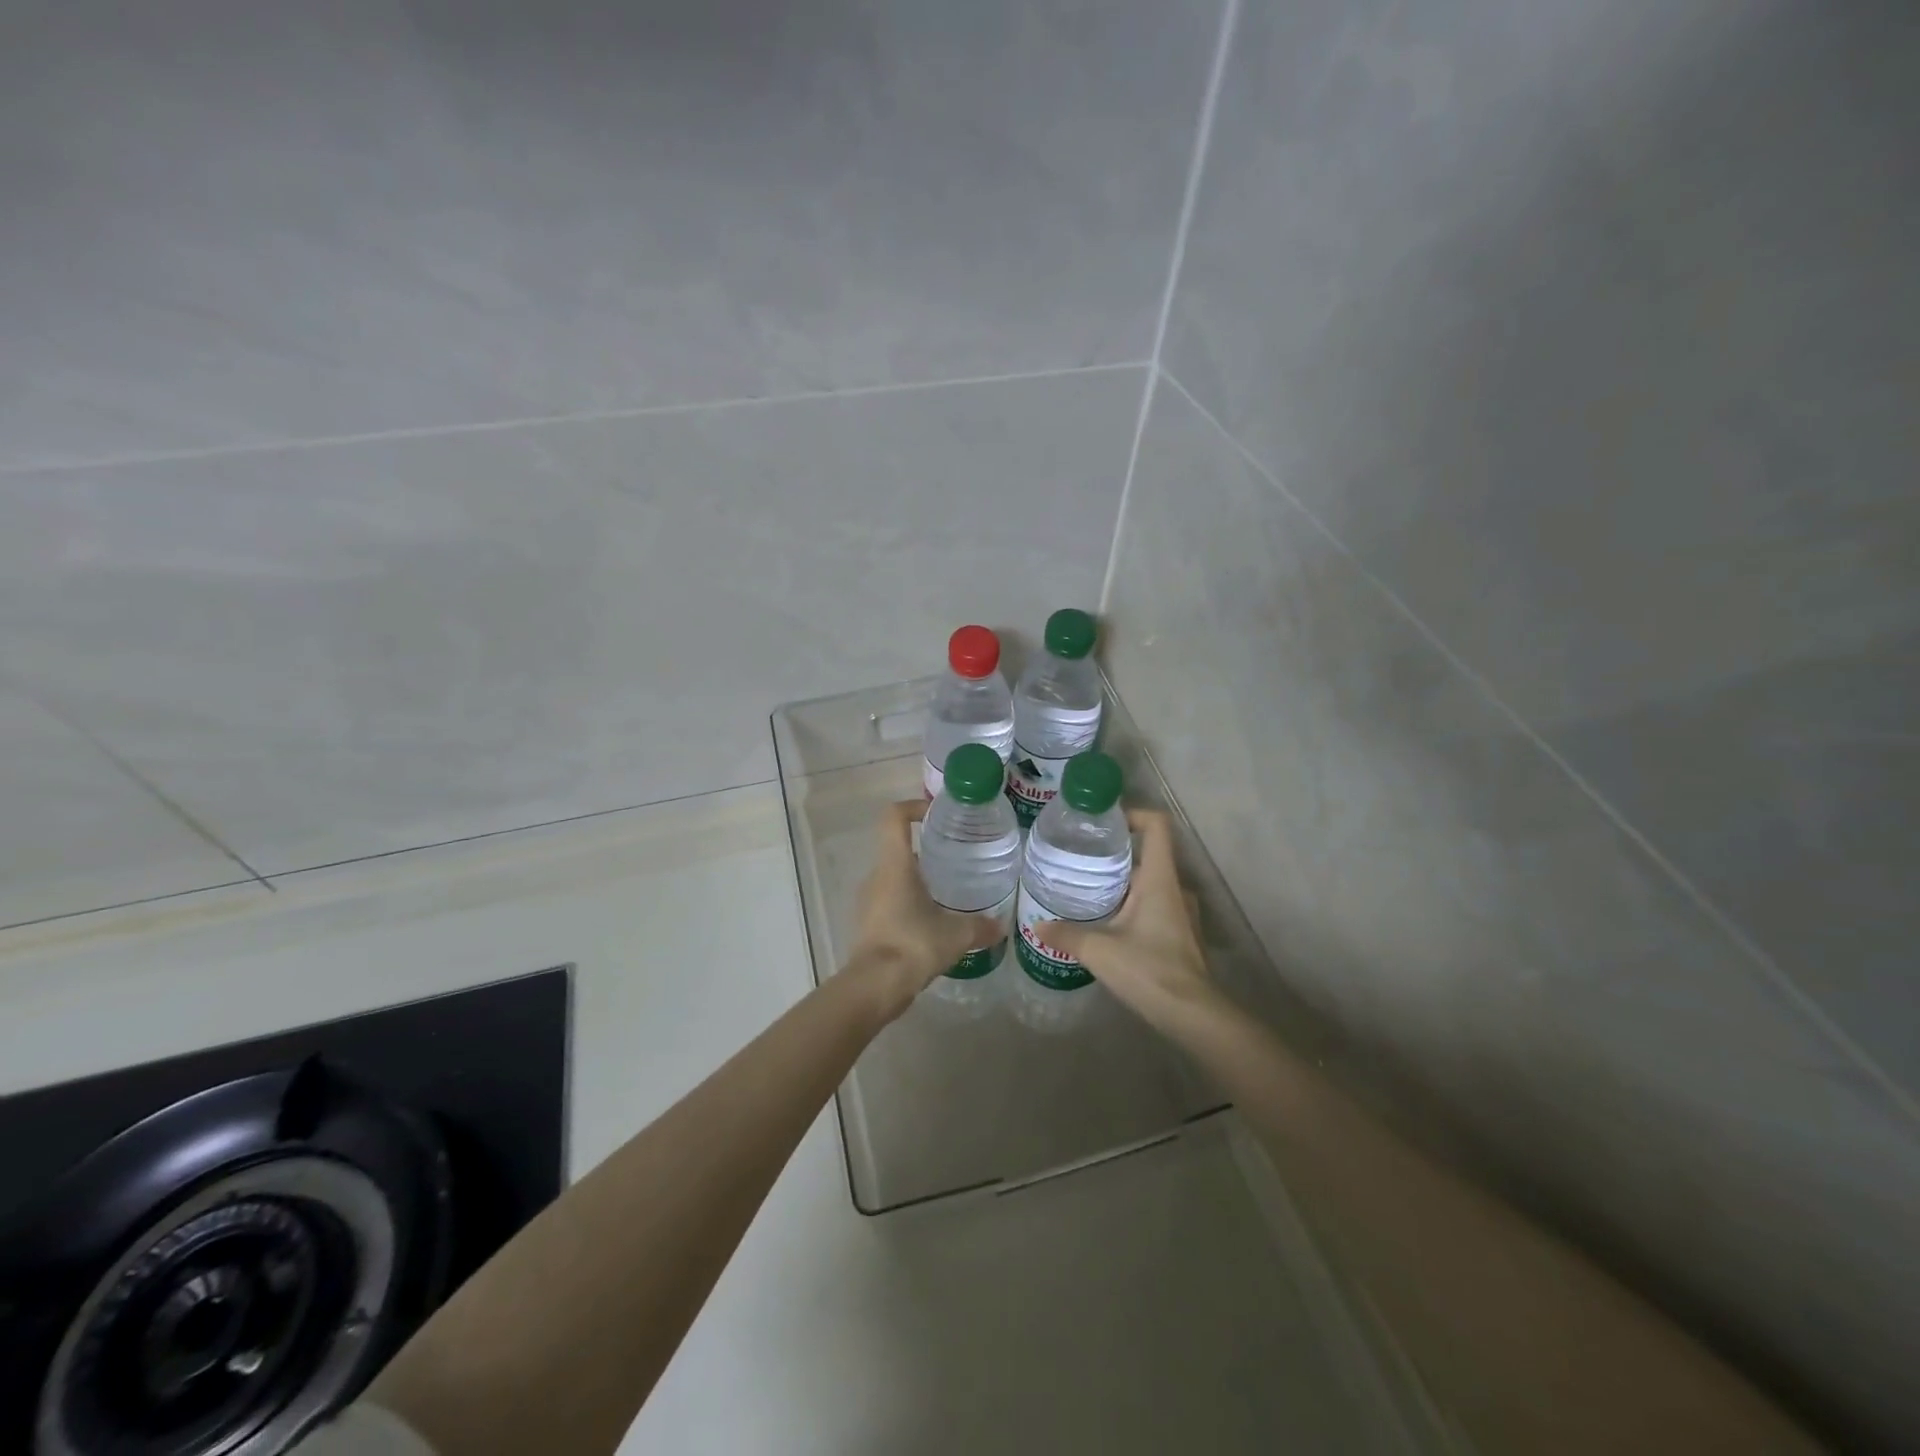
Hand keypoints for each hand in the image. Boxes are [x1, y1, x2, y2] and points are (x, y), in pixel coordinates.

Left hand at [846, 800, 1002, 1018]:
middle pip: (898, 847)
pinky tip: (933, 922)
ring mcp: (868, 901)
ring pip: (895, 877)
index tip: (938, 815)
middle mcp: (877, 876)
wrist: (874, 987)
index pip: (894, 817)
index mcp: (895, 865)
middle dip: (926, 849)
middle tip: (957, 857)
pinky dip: (910, 903)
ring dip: (918, 879)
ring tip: (949, 891)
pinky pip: (890, 901)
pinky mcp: (868, 924)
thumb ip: (981, 926)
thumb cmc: (914, 945)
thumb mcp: (956, 934)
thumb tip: (1001, 926)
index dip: (914, 807)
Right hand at [1039, 809, 1217, 1031]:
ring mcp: (1181, 913)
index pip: (1157, 826)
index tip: (1103, 822)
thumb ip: (1066, 935)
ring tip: (1087, 888)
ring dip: (1123, 882)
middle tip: (1081, 857)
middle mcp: (1174, 888)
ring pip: (1150, 883)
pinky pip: (1154, 906)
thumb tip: (1037, 926)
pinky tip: (1107, 923)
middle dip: (1116, 852)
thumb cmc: (1150, 970)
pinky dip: (1132, 905)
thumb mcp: (1099, 950)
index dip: (1133, 814)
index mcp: (1160, 879)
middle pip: (1148, 854)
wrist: (1194, 1015)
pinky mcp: (1181, 935)